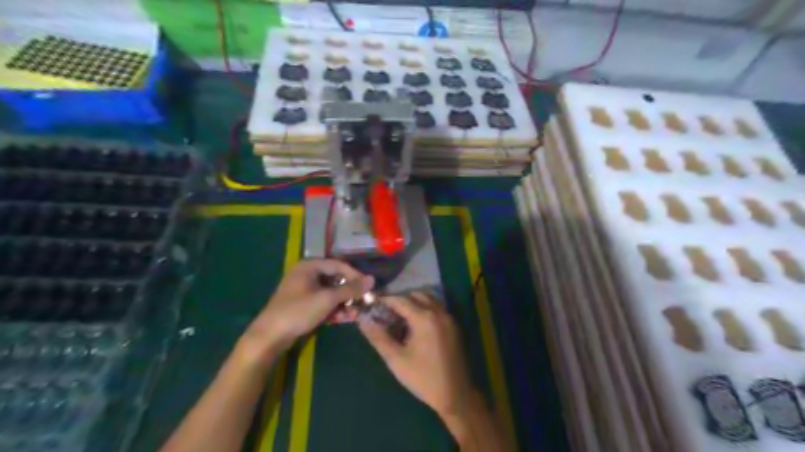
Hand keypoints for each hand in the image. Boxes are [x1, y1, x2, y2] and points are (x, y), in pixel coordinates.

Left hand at [245, 259, 372, 353]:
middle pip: (335, 279)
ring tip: (356, 313)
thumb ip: (350, 289)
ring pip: (331, 292)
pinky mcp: (304, 304)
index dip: (355, 275)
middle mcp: (307, 274)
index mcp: (309, 266)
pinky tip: (345, 318)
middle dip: (350, 292)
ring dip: (344, 302)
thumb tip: (372, 279)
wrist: (269, 336)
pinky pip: (324, 302)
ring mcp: (304, 290)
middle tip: (364, 301)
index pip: (339, 265)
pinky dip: (334, 309)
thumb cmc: (298, 311)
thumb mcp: (327, 299)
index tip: (369, 287)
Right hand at [356, 292, 472, 417]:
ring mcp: (449, 318)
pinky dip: (425, 308)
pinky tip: (415, 326)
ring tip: (399, 318)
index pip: (401, 300)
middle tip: (385, 312)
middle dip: (400, 300)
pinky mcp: (454, 325)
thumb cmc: (423, 378)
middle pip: (416, 295)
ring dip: (414, 302)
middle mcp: (439, 312)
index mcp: (425, 318)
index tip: (372, 303)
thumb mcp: (396, 360)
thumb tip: (363, 321)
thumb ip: (378, 337)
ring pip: (429, 299)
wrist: (456, 395)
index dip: (385, 300)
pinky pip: (437, 308)